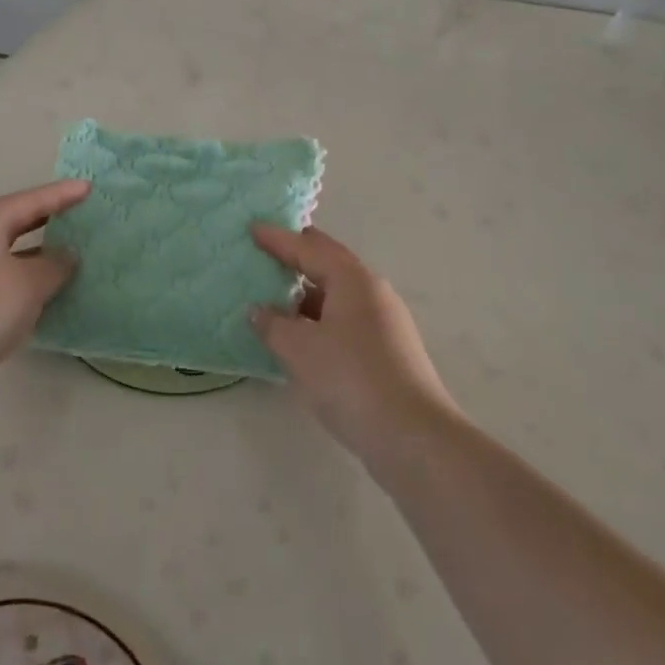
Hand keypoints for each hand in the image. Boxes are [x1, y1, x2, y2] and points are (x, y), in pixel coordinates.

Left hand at [0, 180, 89, 412]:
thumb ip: (55, 264)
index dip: (60, 194)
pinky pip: (2, 283)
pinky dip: (26, 283)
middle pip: (13, 223)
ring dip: (37, 254)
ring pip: (7, 255)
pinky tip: (45, 296)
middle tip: (78, 215)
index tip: (88, 187)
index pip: (28, 201)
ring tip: (69, 256)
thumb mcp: (29, 283)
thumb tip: (67, 254)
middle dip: (46, 218)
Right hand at [250, 224, 460, 465]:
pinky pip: (344, 319)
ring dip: (306, 291)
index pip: (309, 249)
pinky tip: (300, 334)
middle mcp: (372, 292)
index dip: (278, 239)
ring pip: (337, 294)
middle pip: (329, 264)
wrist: (411, 436)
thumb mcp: (300, 349)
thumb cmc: (350, 379)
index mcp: (353, 280)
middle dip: (298, 256)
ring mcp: (384, 322)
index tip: (252, 228)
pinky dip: (318, 318)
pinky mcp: (386, 351)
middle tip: (266, 249)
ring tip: (275, 294)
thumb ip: (273, 325)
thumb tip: (259, 310)